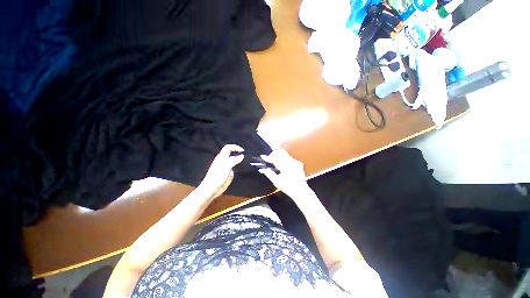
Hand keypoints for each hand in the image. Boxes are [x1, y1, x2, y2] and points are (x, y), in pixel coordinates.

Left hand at [198, 144, 243, 198]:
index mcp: (221, 157)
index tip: (242, 150)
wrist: (212, 188)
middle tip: (244, 154)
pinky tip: (240, 167)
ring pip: (232, 159)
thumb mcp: (227, 166)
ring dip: (238, 158)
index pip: (228, 148)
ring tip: (244, 160)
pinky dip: (237, 165)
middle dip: (237, 152)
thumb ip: (234, 160)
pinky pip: (233, 166)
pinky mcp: (227, 172)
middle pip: (230, 152)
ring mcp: (225, 167)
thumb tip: (241, 156)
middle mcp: (223, 161)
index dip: (235, 147)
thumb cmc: (217, 176)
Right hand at [258, 149, 311, 198]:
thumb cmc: (288, 188)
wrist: (301, 191)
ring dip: (278, 156)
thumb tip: (261, 169)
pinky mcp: (298, 163)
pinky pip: (289, 157)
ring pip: (285, 153)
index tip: (263, 156)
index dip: (268, 157)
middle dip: (273, 154)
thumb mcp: (276, 182)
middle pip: (280, 152)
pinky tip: (282, 165)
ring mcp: (296, 162)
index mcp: (286, 168)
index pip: (275, 158)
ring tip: (274, 162)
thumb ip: (269, 174)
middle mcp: (292, 162)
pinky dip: (283, 159)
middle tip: (269, 159)